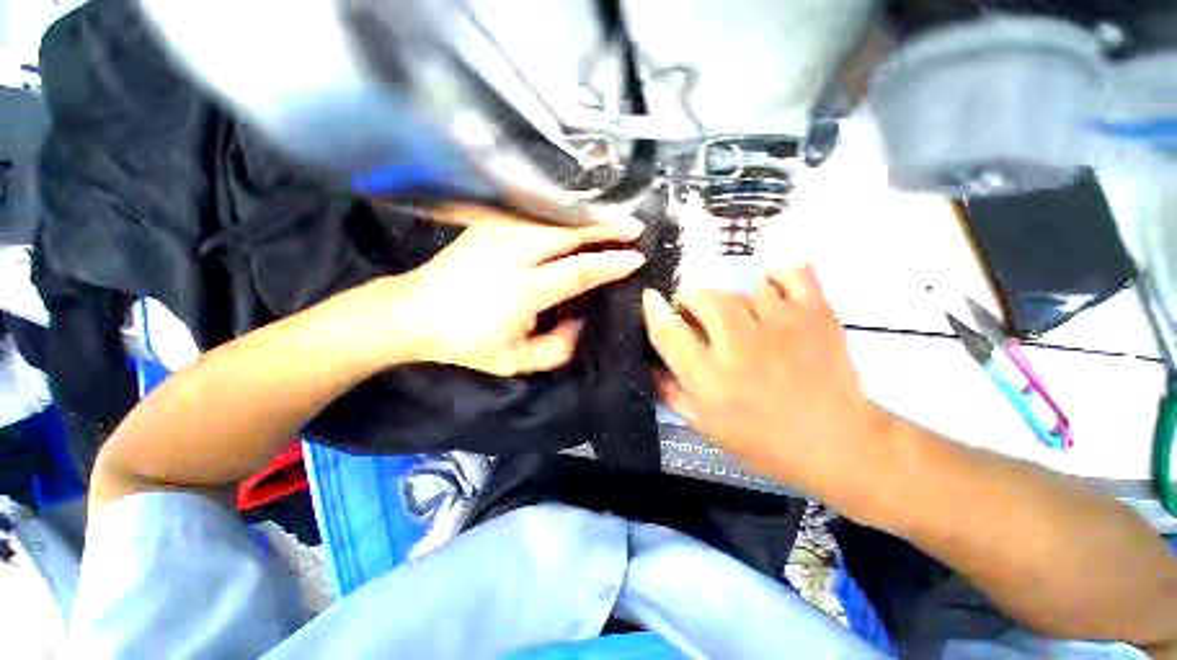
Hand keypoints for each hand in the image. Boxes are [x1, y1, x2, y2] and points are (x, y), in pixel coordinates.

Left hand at [359, 206, 645, 375]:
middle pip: (567, 232)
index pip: (575, 272)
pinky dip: (564, 217)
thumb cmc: (465, 342)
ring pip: (554, 218)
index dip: (608, 264)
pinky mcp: (488, 224)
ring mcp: (496, 232)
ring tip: (613, 222)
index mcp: (519, 291)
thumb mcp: (513, 361)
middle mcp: (510, 254)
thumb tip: (584, 321)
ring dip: (587, 218)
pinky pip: (537, 215)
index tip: (635, 258)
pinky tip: (578, 220)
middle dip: (605, 227)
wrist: (412, 312)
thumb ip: (556, 349)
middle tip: (635, 227)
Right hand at [642, 265, 892, 500]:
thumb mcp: (706, 426)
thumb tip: (647, 364)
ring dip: (729, 297)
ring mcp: (782, 326)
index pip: (669, 333)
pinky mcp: (816, 314)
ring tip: (735, 314)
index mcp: (711, 380)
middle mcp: (741, 348)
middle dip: (691, 298)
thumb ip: (671, 392)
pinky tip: (768, 283)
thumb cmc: (764, 442)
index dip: (654, 310)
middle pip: (705, 299)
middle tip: (695, 310)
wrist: (839, 445)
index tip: (650, 298)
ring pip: (741, 289)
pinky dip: (777, 271)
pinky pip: (792, 273)